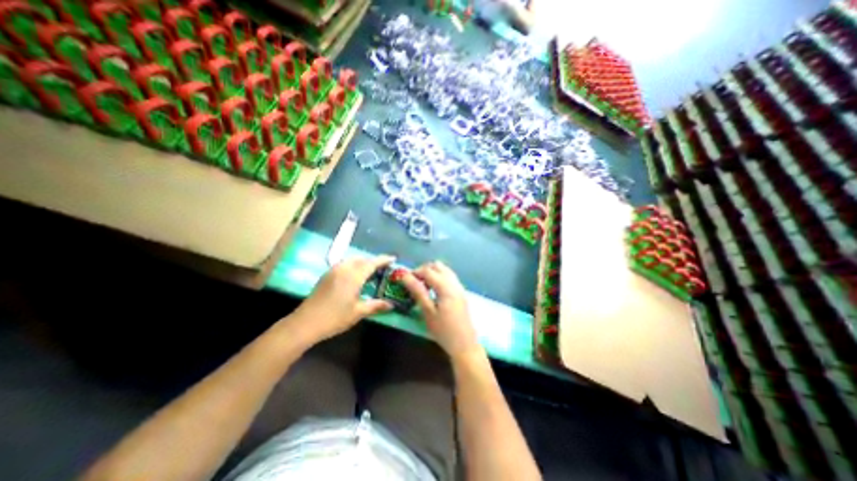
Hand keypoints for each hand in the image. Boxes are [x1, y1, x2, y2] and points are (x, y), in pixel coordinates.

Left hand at [287, 258, 393, 343]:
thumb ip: (376, 305)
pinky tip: (355, 276)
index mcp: (353, 276)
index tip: (393, 258)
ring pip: (352, 260)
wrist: (305, 323)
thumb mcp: (358, 312)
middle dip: (373, 261)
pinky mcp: (326, 275)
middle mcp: (344, 269)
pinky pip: (344, 264)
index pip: (372, 263)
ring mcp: (333, 270)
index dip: (383, 259)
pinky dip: (354, 265)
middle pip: (362, 259)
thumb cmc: (335, 318)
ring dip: (363, 262)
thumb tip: (392, 305)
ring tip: (371, 271)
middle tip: (383, 268)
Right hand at [396, 261, 479, 359]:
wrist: (465, 345)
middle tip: (414, 282)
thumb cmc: (444, 330)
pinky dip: (440, 277)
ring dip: (432, 273)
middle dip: (424, 270)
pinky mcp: (461, 292)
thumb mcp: (428, 312)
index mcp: (446, 286)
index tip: (405, 280)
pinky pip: (449, 277)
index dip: (415, 272)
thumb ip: (418, 291)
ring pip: (444, 270)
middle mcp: (454, 282)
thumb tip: (405, 277)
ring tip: (423, 286)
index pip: (428, 270)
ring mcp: (459, 287)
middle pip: (437, 266)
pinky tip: (434, 290)